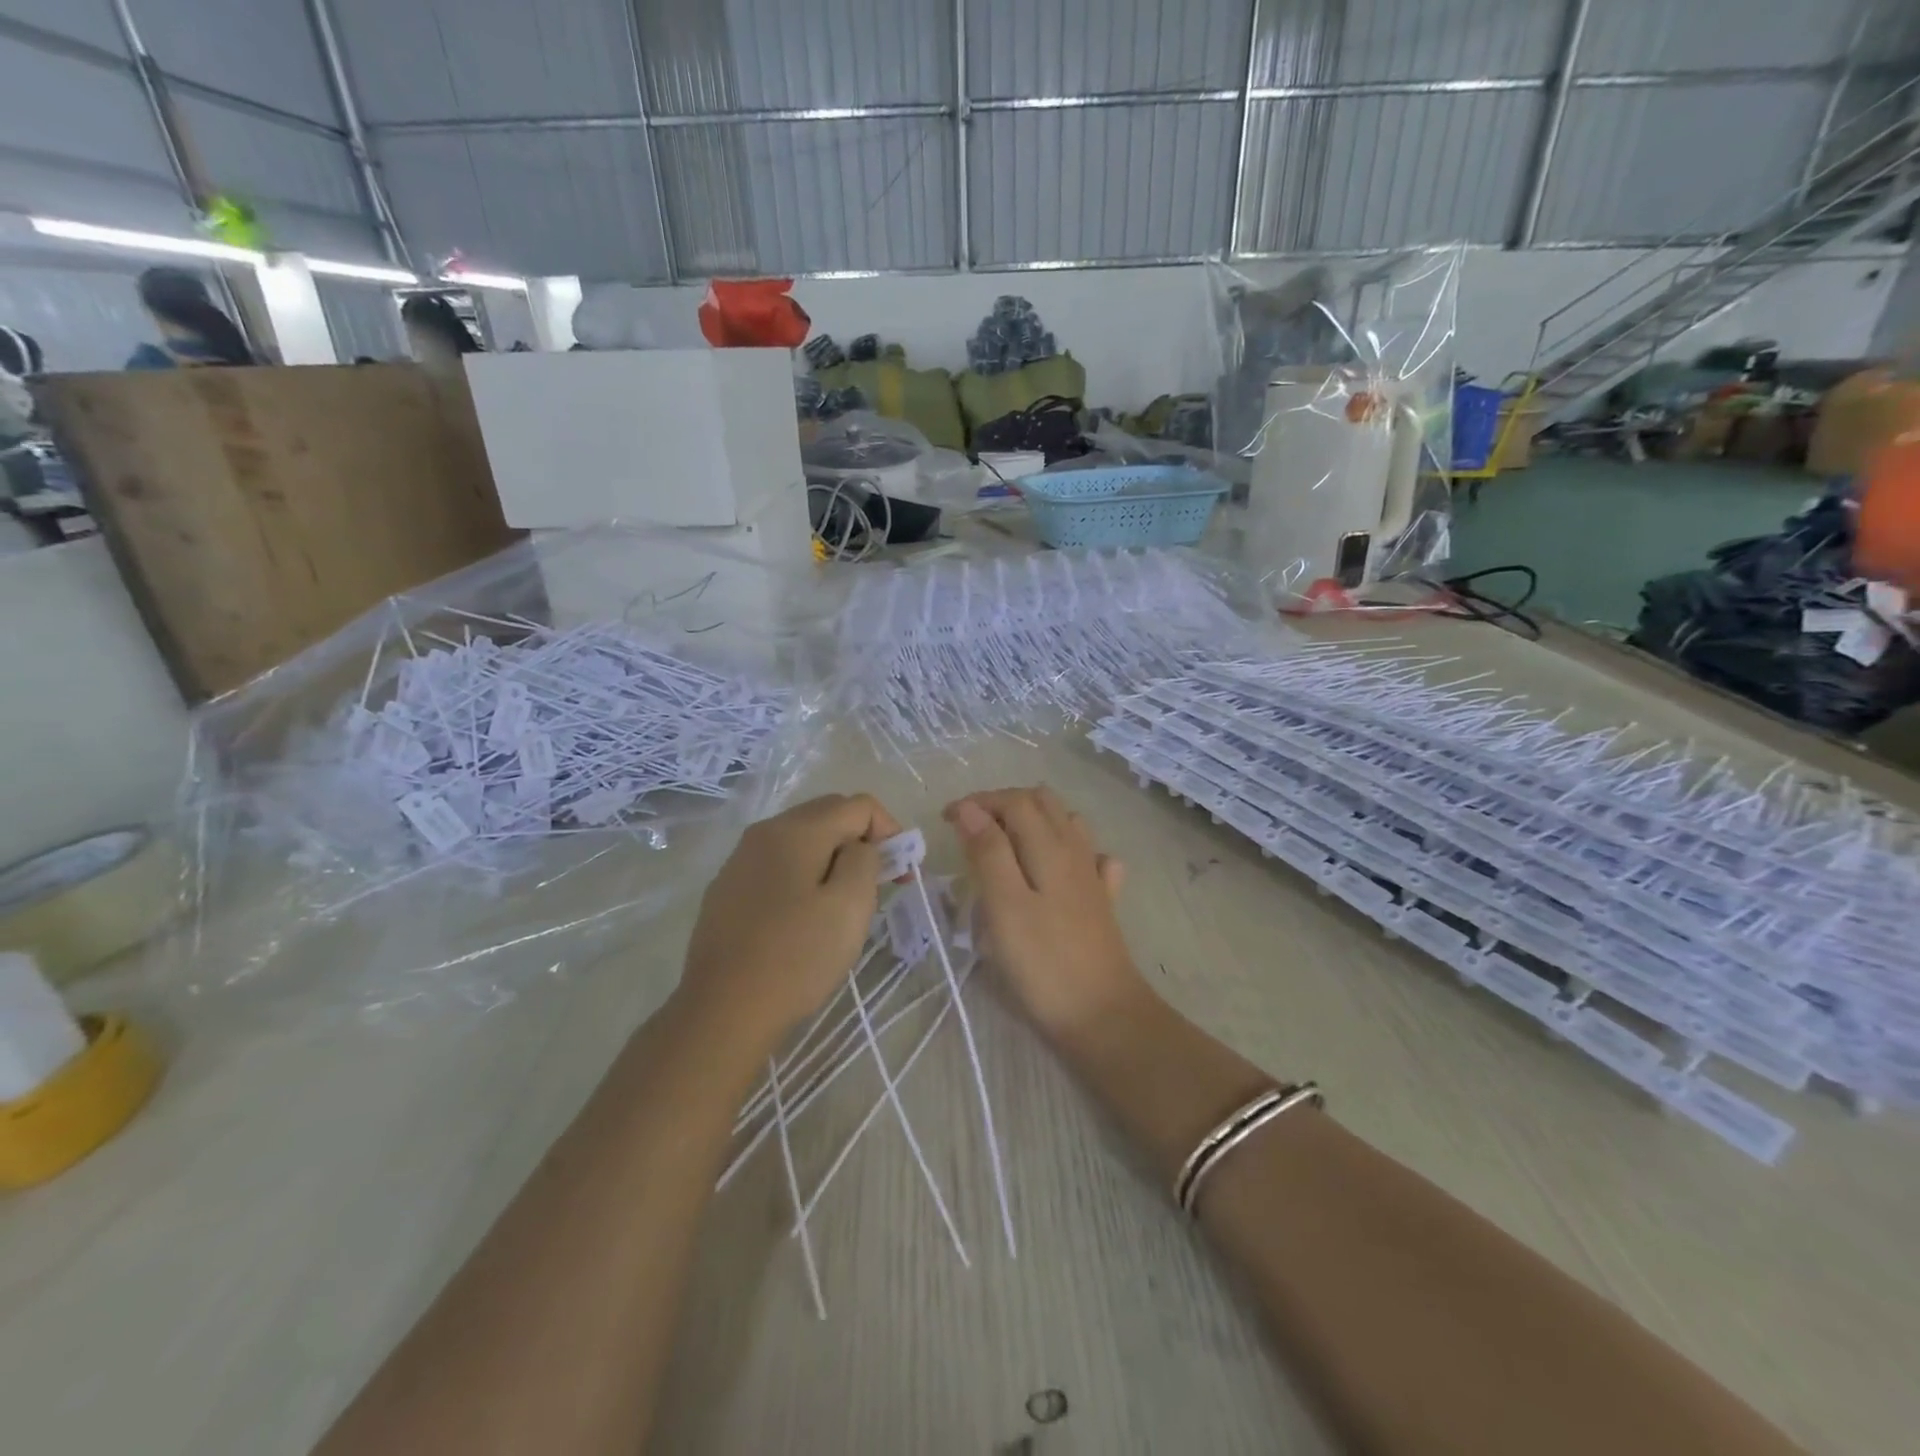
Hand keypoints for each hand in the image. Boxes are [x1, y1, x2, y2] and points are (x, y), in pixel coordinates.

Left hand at [679, 793, 903, 1050]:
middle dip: (862, 841)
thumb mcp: (850, 907)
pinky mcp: (727, 889)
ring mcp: (740, 860)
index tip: (901, 875)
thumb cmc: (796, 958)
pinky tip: (804, 917)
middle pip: (828, 815)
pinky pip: (778, 865)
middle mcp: (764, 832)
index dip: (890, 831)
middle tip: (879, 885)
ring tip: (844, 903)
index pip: (858, 805)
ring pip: (801, 840)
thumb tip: (859, 848)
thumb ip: (865, 861)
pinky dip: (804, 875)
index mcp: (797, 830)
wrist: (722, 1011)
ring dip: (833, 858)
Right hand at [943, 787, 1145, 1042]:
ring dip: (1035, 820)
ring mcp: (1093, 877)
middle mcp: (1075, 852)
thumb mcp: (1004, 906)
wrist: (1103, 1015)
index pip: (1014, 801)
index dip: (978, 802)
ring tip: (1005, 841)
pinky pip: (1092, 859)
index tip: (945, 820)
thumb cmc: (1044, 963)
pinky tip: (1060, 868)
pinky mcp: (1102, 903)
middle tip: (971, 827)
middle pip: (1043, 803)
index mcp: (1049, 847)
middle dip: (1004, 804)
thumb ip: (988, 853)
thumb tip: (970, 809)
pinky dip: (1072, 850)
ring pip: (1068, 824)